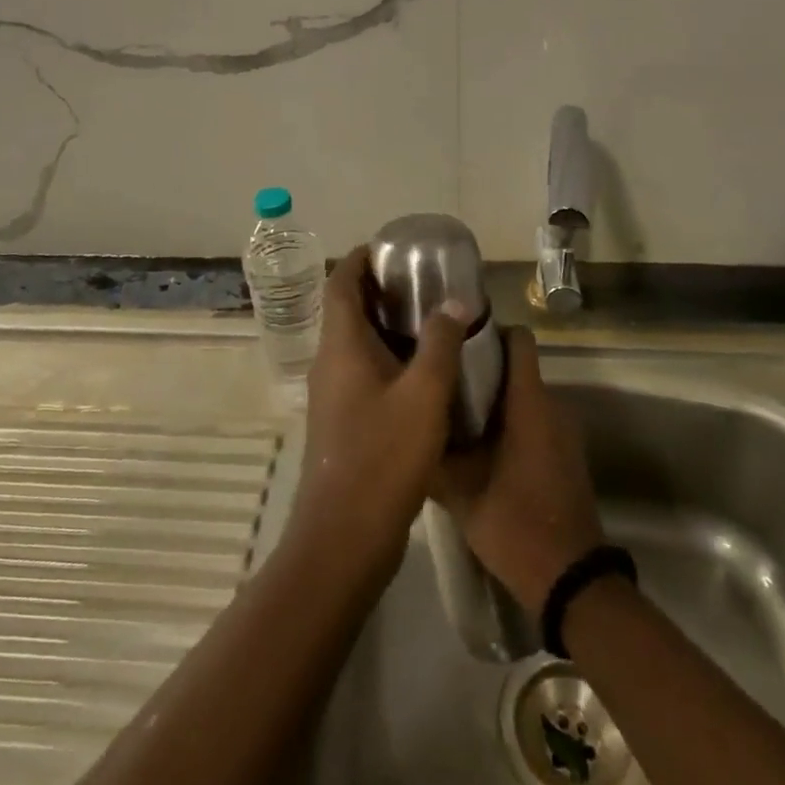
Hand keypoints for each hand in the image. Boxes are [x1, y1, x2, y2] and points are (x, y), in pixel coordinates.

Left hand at [286, 246, 471, 579]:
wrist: (344, 537)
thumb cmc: (383, 457)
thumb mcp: (424, 395)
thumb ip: (440, 344)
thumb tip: (455, 303)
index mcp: (341, 346)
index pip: (341, 283)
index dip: (361, 259)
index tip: (391, 248)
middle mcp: (330, 363)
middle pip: (346, 310)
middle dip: (379, 289)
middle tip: (421, 281)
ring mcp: (333, 395)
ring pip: (356, 343)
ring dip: (385, 325)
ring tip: (429, 319)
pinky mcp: (343, 422)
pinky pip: (363, 371)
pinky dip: (388, 357)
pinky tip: (423, 372)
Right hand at [432, 327, 602, 616]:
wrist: (571, 581)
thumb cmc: (516, 524)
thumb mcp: (462, 491)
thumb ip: (434, 453)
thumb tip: (407, 424)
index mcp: (530, 402)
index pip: (519, 338)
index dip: (489, 329)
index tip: (456, 337)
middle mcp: (552, 406)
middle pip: (516, 366)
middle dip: (480, 366)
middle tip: (440, 376)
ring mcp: (562, 432)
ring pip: (523, 395)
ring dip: (492, 397)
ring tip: (450, 409)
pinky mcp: (563, 455)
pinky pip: (533, 420)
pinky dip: (507, 422)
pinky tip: (476, 445)